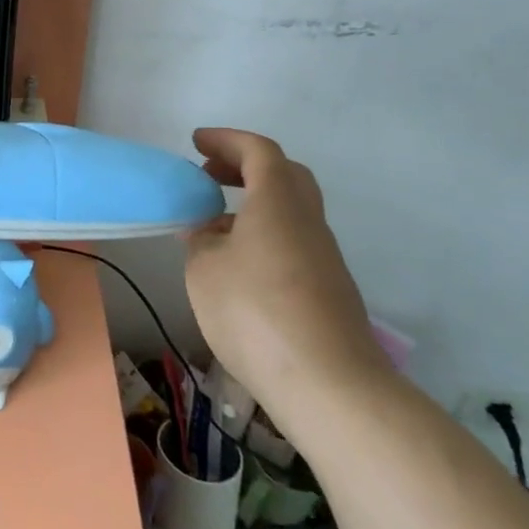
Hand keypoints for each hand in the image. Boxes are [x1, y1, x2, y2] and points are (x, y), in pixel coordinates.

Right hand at [184, 129, 389, 429]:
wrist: (331, 388)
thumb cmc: (256, 313)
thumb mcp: (204, 269)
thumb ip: (200, 239)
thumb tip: (205, 230)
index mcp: (278, 202)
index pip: (258, 151)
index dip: (226, 140)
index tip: (197, 143)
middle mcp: (307, 220)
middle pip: (284, 175)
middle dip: (246, 167)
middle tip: (211, 175)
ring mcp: (324, 257)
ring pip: (291, 210)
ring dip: (255, 204)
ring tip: (215, 225)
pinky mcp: (330, 291)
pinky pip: (294, 242)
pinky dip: (265, 235)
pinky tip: (239, 266)